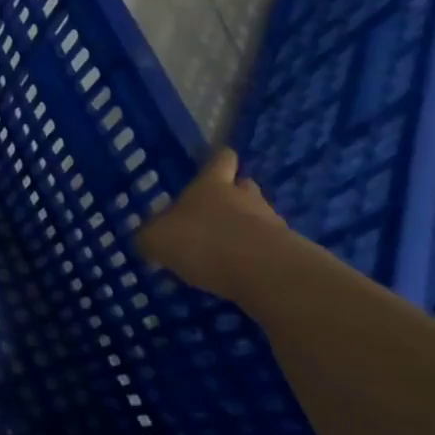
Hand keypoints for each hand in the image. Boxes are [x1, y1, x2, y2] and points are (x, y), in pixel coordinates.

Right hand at [136, 148, 284, 301]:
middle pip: (244, 187)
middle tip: (217, 213)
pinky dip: (256, 258)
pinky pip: (269, 249)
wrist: (265, 272)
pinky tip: (241, 274)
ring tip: (227, 251)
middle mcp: (244, 197)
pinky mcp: (288, 253)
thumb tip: (147, 240)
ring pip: (259, 217)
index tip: (214, 164)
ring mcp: (271, 223)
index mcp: (211, 185)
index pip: (220, 159)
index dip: (217, 160)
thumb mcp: (157, 240)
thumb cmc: (203, 241)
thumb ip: (150, 237)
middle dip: (234, 196)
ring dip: (246, 229)